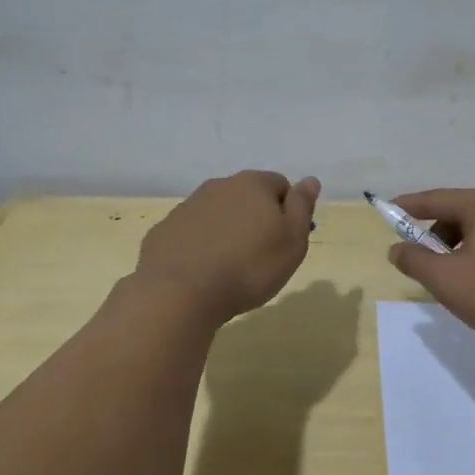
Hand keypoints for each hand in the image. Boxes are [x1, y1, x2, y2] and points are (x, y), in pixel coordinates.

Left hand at [135, 170, 319, 323]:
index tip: (286, 241)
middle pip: (247, 197)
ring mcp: (187, 207)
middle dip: (256, 219)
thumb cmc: (249, 267)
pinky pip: (192, 233)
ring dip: (228, 231)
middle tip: (261, 256)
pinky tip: (203, 272)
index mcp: (253, 184)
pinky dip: (201, 246)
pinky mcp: (164, 230)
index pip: (281, 185)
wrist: (180, 293)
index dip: (288, 212)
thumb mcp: (292, 241)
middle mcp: (219, 186)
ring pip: (218, 214)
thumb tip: (310, 180)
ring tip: (231, 267)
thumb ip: (302, 206)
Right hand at [384, 187, 474, 352]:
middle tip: (416, 261)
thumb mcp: (447, 279)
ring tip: (446, 279)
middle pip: (455, 212)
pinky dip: (473, 254)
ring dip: (453, 248)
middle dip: (432, 235)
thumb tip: (396, 249)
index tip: (385, 213)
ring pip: (474, 229)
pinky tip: (473, 282)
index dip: (407, 207)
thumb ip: (414, 260)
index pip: (435, 199)